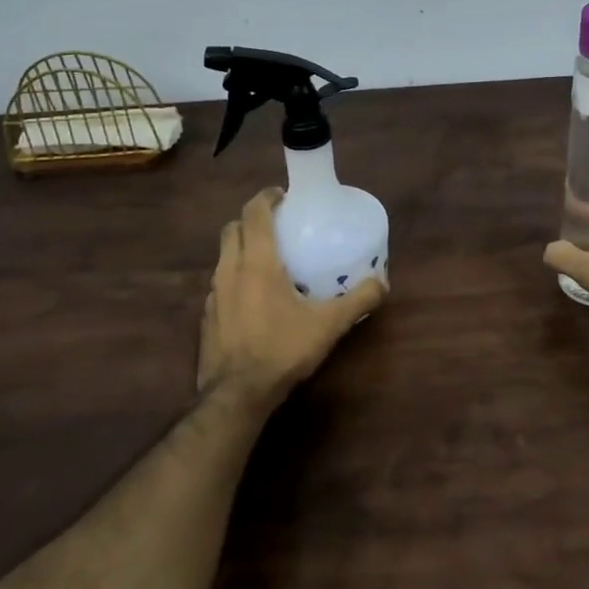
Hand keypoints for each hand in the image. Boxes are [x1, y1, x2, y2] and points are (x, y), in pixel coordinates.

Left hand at [198, 188, 386, 410]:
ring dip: (241, 247)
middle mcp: (229, 269)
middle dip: (251, 219)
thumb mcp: (328, 325)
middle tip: (276, 225)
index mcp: (257, 262)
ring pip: (223, 255)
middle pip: (232, 228)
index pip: (254, 213)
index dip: (266, 197)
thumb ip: (358, 301)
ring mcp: (213, 293)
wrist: (237, 394)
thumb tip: (382, 284)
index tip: (283, 194)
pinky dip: (234, 276)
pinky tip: (252, 296)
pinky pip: (219, 282)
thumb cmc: (282, 349)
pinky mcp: (206, 315)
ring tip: (267, 259)